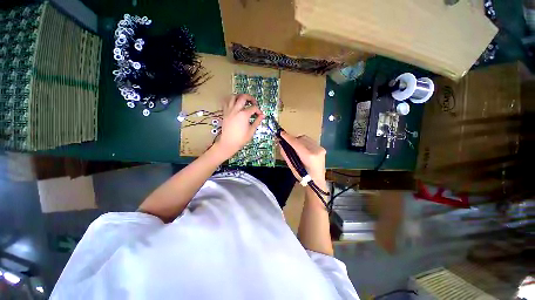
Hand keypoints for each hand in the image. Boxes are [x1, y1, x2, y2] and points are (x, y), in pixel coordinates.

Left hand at [214, 94, 264, 159]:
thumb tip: (262, 116)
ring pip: (233, 97)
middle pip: (243, 97)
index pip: (253, 108)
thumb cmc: (241, 138)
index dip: (258, 111)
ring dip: (240, 96)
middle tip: (254, 102)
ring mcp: (229, 110)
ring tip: (244, 100)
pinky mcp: (224, 113)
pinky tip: (234, 103)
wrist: (228, 143)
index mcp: (244, 114)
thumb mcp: (251, 131)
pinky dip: (230, 100)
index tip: (260, 115)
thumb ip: (257, 121)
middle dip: (250, 98)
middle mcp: (236, 110)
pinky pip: (226, 102)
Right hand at [279, 132, 326, 190]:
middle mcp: (316, 150)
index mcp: (309, 157)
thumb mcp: (292, 167)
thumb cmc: (303, 177)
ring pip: (306, 138)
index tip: (281, 133)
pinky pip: (310, 141)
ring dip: (298, 140)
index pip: (297, 144)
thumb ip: (287, 155)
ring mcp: (320, 149)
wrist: (317, 181)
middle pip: (301, 139)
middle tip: (286, 142)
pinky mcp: (322, 148)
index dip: (288, 138)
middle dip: (293, 139)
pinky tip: (301, 148)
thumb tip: (281, 145)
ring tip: (293, 146)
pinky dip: (303, 142)